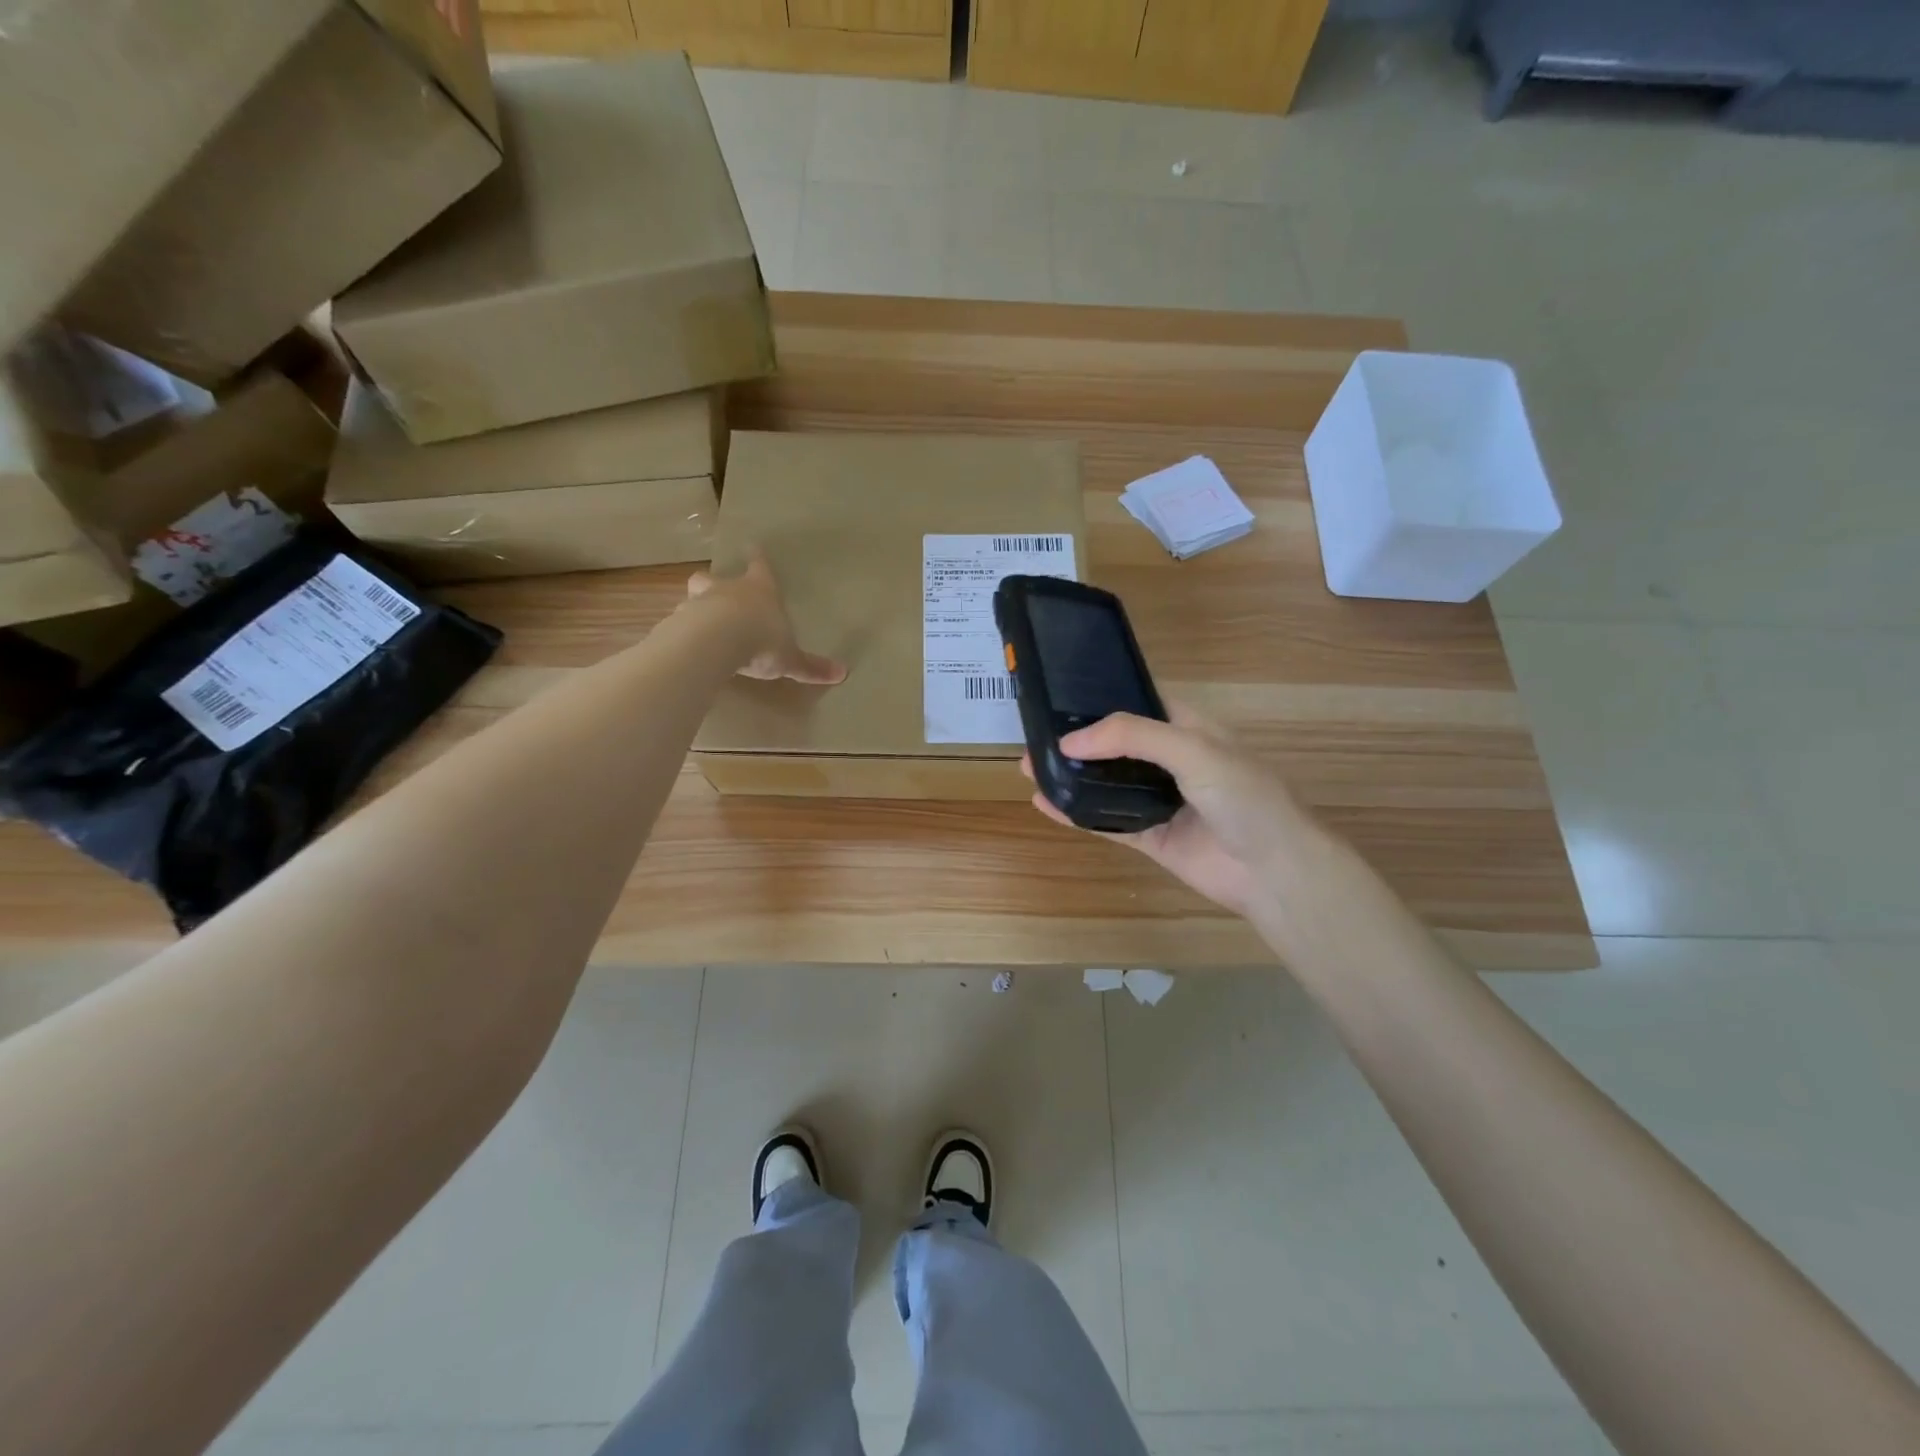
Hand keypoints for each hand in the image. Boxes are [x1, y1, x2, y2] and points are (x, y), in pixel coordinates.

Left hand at [686, 549, 846, 684]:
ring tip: (698, 624)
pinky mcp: (678, 623)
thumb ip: (811, 666)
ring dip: (695, 608)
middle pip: (713, 577)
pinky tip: (686, 648)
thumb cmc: (761, 641)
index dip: (758, 559)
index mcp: (759, 590)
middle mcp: (726, 590)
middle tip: (714, 590)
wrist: (716, 643)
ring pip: (692, 598)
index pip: (760, 567)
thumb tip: (843, 673)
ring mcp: (698, 603)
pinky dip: (682, 633)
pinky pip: (679, 625)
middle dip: (713, 582)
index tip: (753, 547)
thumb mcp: (790, 658)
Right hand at [1022, 704, 1331, 922]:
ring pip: (1107, 783)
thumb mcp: (1193, 750)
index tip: (1058, 695)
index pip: (1139, 703)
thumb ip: (1132, 736)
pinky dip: (1077, 814)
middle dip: (1077, 740)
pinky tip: (1045, 805)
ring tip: (1030, 768)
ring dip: (1072, 776)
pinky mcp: (1152, 837)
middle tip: (1034, 738)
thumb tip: (1069, 742)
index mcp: (1189, 729)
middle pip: (1116, 745)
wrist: (1275, 871)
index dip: (1102, 698)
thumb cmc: (1244, 797)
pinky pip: (1108, 822)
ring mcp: (1160, 801)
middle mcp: (1172, 761)